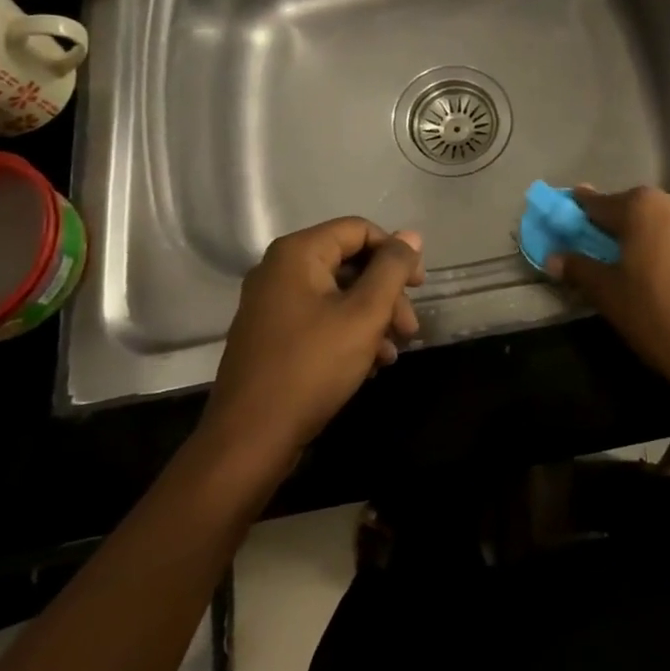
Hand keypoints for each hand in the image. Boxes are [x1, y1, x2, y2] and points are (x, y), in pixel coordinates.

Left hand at [200, 218, 424, 464]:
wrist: (250, 440)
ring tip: (393, 353)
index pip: (359, 230)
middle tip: (409, 329)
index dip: (394, 253)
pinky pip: (320, 318)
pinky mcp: (271, 335)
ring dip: (373, 318)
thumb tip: (411, 235)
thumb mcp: (364, 314)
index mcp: (297, 254)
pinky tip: (370, 365)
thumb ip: (392, 269)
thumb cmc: (312, 367)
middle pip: (350, 263)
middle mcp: (279, 269)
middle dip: (386, 293)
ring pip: (338, 294)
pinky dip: (349, 333)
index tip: (419, 287)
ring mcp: (271, 304)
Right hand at [547, 187, 669, 393]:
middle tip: (614, 251)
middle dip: (625, 225)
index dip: (582, 209)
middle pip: (641, 209)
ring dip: (661, 239)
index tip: (572, 207)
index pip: (601, 203)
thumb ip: (580, 270)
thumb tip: (554, 257)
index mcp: (643, 208)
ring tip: (655, 272)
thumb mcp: (611, 296)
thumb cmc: (661, 318)